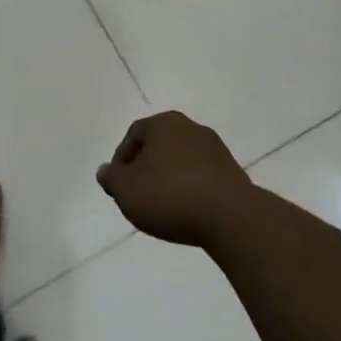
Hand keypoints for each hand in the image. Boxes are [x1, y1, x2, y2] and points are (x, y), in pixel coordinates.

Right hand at [97, 111, 253, 246]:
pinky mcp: (233, 173)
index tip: (119, 186)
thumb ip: (110, 178)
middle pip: (158, 146)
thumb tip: (106, 171)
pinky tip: (187, 212)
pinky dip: (190, 190)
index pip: (133, 134)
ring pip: (181, 162)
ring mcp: (216, 150)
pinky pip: (201, 178)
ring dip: (169, 180)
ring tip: (163, 208)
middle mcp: (191, 128)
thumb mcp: (125, 189)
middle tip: (138, 195)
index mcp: (164, 123)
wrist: (231, 218)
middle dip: (145, 169)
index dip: (121, 160)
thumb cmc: (169, 195)